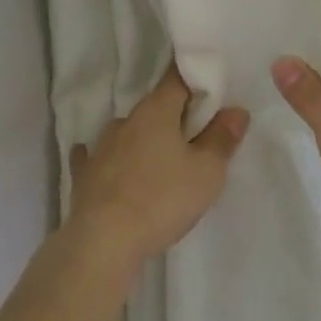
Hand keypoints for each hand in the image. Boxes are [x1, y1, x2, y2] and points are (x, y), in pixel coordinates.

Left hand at [68, 66, 248, 271]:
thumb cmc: (162, 199)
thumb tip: (236, 110)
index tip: (209, 86)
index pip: (177, 79)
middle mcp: (126, 121)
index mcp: (156, 111)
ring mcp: (100, 147)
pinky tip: (105, 162)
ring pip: (128, 132)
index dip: (195, 79)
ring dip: (143, 139)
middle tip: (195, 135)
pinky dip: (109, 158)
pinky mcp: (84, 175)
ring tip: (159, 159)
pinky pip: (97, 157)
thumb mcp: (206, 172)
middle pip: (154, 108)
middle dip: (174, 116)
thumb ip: (222, 139)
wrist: (103, 242)